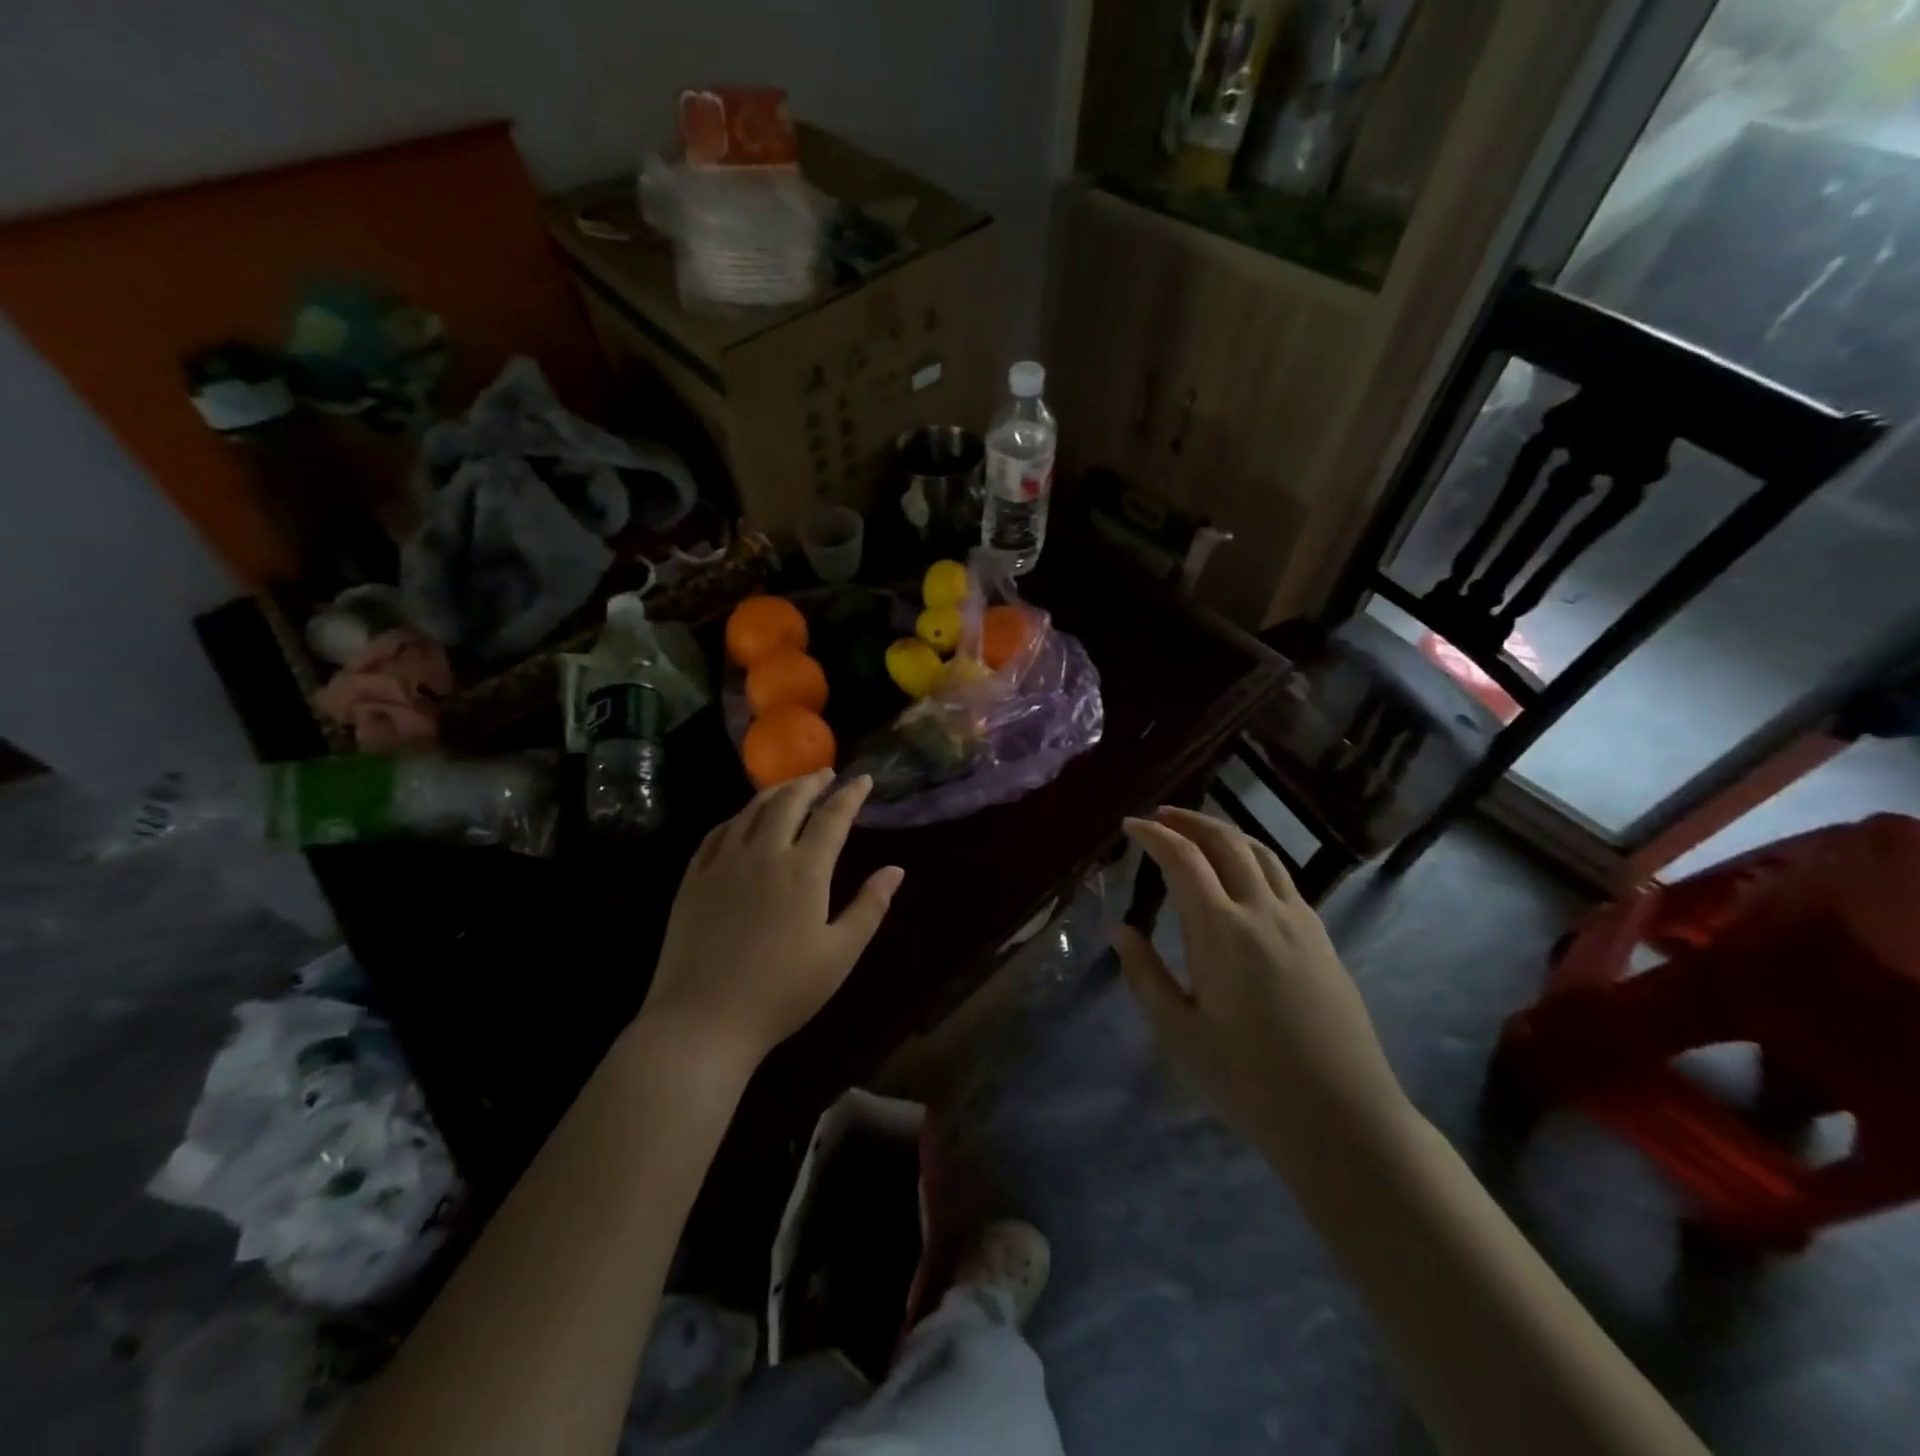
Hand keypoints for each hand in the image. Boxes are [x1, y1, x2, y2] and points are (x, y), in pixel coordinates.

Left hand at [643, 771, 903, 1069]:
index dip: (851, 795)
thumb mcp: (839, 955)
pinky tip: (741, 820)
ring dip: (775, 791)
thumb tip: (895, 870)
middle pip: (788, 801)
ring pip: (750, 811)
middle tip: (825, 774)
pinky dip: (736, 817)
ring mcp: (723, 863)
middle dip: (811, 782)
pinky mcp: (694, 879)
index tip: (864, 779)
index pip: (833, 818)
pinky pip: (716, 833)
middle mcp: (763, 854)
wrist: (703, 1020)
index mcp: (804, 871)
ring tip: (789, 786)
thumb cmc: (782, 992)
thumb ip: (869, 908)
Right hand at [1114, 808, 1409, 1173]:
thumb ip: (1145, 974)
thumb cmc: (1248, 1080)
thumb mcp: (1178, 1033)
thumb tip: (1120, 930)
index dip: (1154, 835)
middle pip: (1226, 842)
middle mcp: (1262, 911)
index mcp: (1221, 931)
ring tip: (1199, 833)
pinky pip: (1284, 878)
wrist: (1343, 1118)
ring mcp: (1300, 922)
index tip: (1130, 825)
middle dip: (1191, 821)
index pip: (1183, 859)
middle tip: (1161, 816)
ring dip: (1226, 833)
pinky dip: (1254, 858)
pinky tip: (1244, 877)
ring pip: (1262, 853)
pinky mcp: (1322, 939)